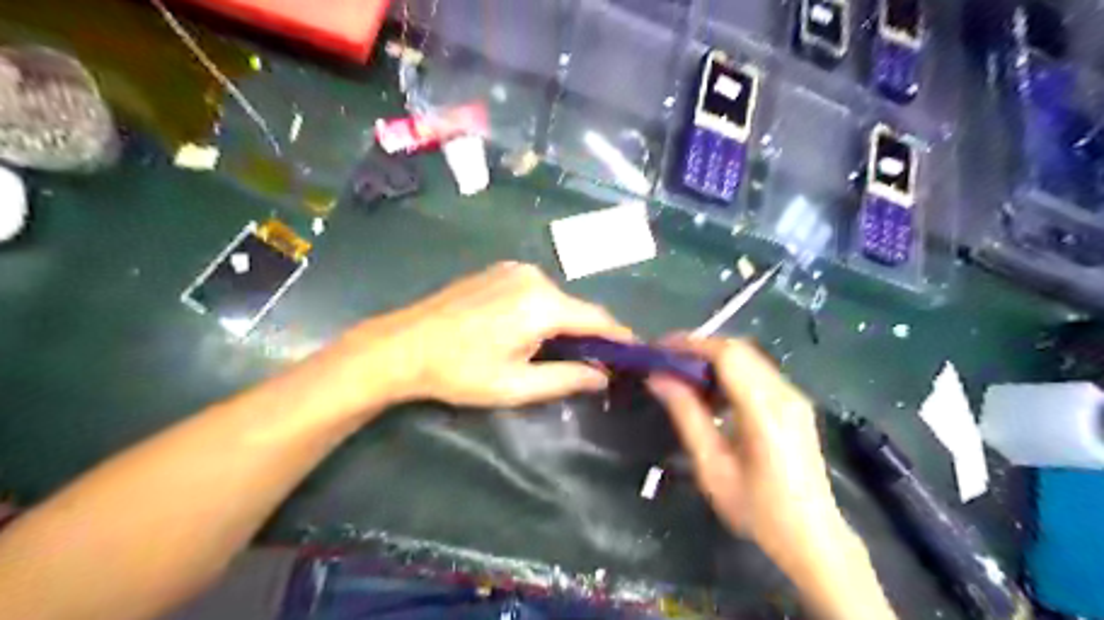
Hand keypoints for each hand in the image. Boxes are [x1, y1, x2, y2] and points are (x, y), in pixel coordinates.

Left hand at [354, 260, 628, 406]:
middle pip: (576, 308)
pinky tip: (526, 332)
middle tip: (589, 365)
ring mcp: (513, 269)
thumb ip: (567, 378)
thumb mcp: (516, 385)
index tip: (633, 354)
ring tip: (553, 353)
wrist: (402, 346)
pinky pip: (535, 291)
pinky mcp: (498, 270)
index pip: (597, 319)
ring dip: (563, 324)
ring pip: (556, 299)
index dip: (618, 338)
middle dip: (587, 335)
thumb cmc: (460, 371)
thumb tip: (603, 376)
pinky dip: (543, 311)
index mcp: (542, 304)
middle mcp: (533, 277)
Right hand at [648, 338, 846, 570]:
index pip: (727, 354)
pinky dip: (729, 372)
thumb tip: (658, 378)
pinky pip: (757, 373)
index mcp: (766, 410)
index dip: (691, 344)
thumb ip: (686, 416)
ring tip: (682, 375)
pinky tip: (711, 394)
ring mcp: (794, 397)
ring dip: (713, 359)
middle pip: (738, 349)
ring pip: (748, 358)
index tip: (659, 348)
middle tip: (665, 360)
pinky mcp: (795, 404)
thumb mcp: (712, 467)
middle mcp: (785, 394)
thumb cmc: (757, 509)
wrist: (813, 537)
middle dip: (698, 348)